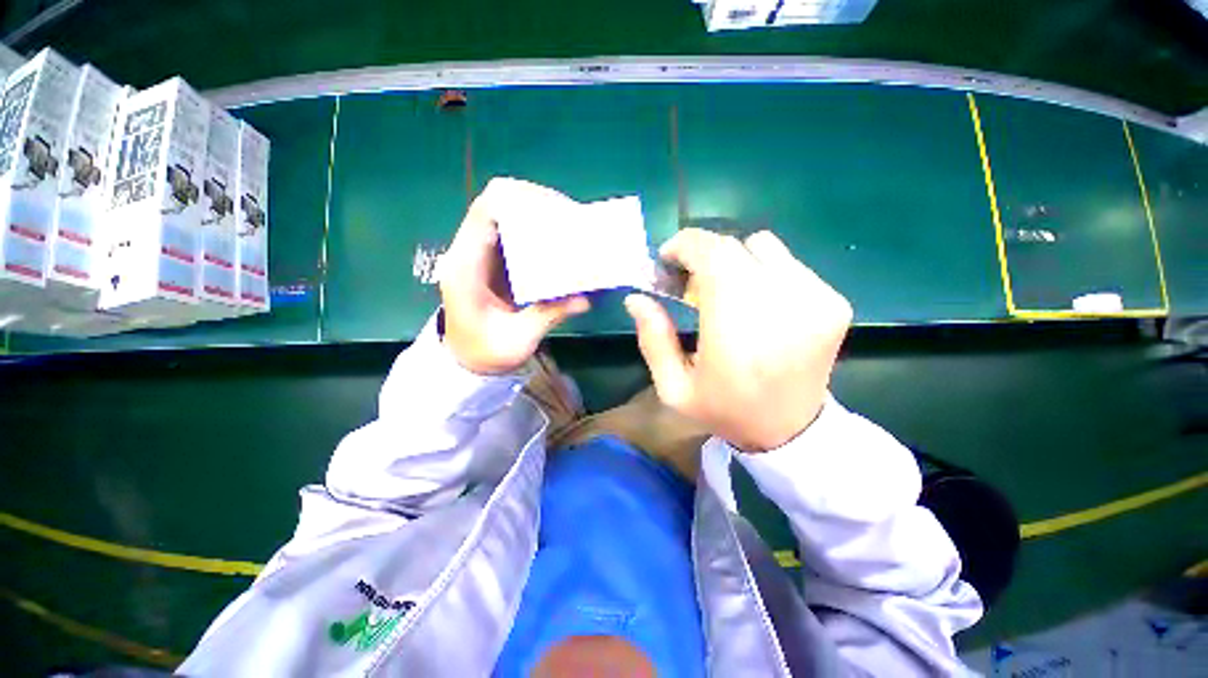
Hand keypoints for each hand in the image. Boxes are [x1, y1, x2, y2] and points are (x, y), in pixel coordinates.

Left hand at [438, 193, 589, 374]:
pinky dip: (537, 231)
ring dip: (539, 215)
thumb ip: (549, 315)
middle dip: (537, 204)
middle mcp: (469, 251)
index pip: (487, 209)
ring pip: (507, 213)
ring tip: (570, 228)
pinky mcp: (492, 260)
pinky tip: (559, 243)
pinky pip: (514, 232)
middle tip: (571, 221)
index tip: (558, 212)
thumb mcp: (518, 339)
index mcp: (466, 266)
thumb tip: (585, 299)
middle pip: (499, 203)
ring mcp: (479, 253)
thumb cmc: (485, 353)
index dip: (521, 199)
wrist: (465, 361)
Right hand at [624, 229, 851, 451]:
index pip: (712, 253)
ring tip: (727, 294)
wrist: (791, 431)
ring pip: (763, 247)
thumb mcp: (674, 387)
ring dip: (734, 262)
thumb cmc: (725, 410)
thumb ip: (652, 339)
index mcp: (736, 329)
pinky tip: (758, 306)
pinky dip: (763, 273)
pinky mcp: (833, 302)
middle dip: (703, 255)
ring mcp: (815, 299)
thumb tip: (636, 298)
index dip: (684, 245)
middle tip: (691, 282)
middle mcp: (782, 304)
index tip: (667, 260)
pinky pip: (788, 265)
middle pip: (734, 246)